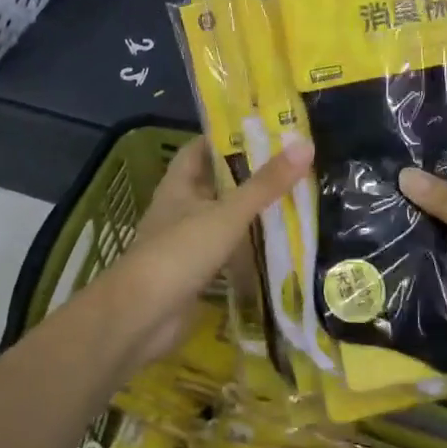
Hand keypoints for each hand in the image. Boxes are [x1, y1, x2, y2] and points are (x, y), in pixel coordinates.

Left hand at [94, 136, 312, 370]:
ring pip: (222, 217)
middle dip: (247, 175)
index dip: (226, 137)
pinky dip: (247, 247)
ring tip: (293, 200)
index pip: (200, 149)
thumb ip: (265, 184)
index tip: (264, 130)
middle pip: (215, 183)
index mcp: (179, 185)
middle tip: (291, 165)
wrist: (142, 317)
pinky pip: (226, 251)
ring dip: (249, 212)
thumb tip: (305, 145)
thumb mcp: (227, 214)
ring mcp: (186, 242)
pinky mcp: (195, 273)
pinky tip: (276, 245)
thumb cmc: (179, 253)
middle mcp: (180, 208)